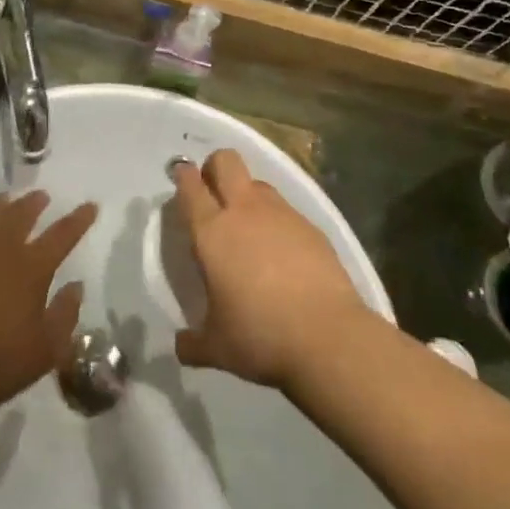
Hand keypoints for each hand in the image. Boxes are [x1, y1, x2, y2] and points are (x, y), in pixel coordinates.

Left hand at [0, 191, 97, 415]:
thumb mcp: (45, 351)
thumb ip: (65, 315)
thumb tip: (76, 286)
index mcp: (31, 267)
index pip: (63, 234)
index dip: (79, 219)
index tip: (90, 205)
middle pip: (21, 212)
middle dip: (35, 202)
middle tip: (41, 197)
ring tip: (3, 202)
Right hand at [171, 150, 375, 389]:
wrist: (329, 338)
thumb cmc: (260, 336)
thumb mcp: (217, 347)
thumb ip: (193, 343)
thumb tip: (180, 346)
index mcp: (212, 233)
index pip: (191, 187)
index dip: (183, 176)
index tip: (181, 176)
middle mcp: (244, 212)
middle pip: (226, 161)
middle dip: (215, 166)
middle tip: (212, 191)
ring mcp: (282, 215)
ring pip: (258, 182)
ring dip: (247, 194)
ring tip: (248, 225)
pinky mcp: (312, 227)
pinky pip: (286, 210)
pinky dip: (277, 220)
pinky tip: (282, 251)